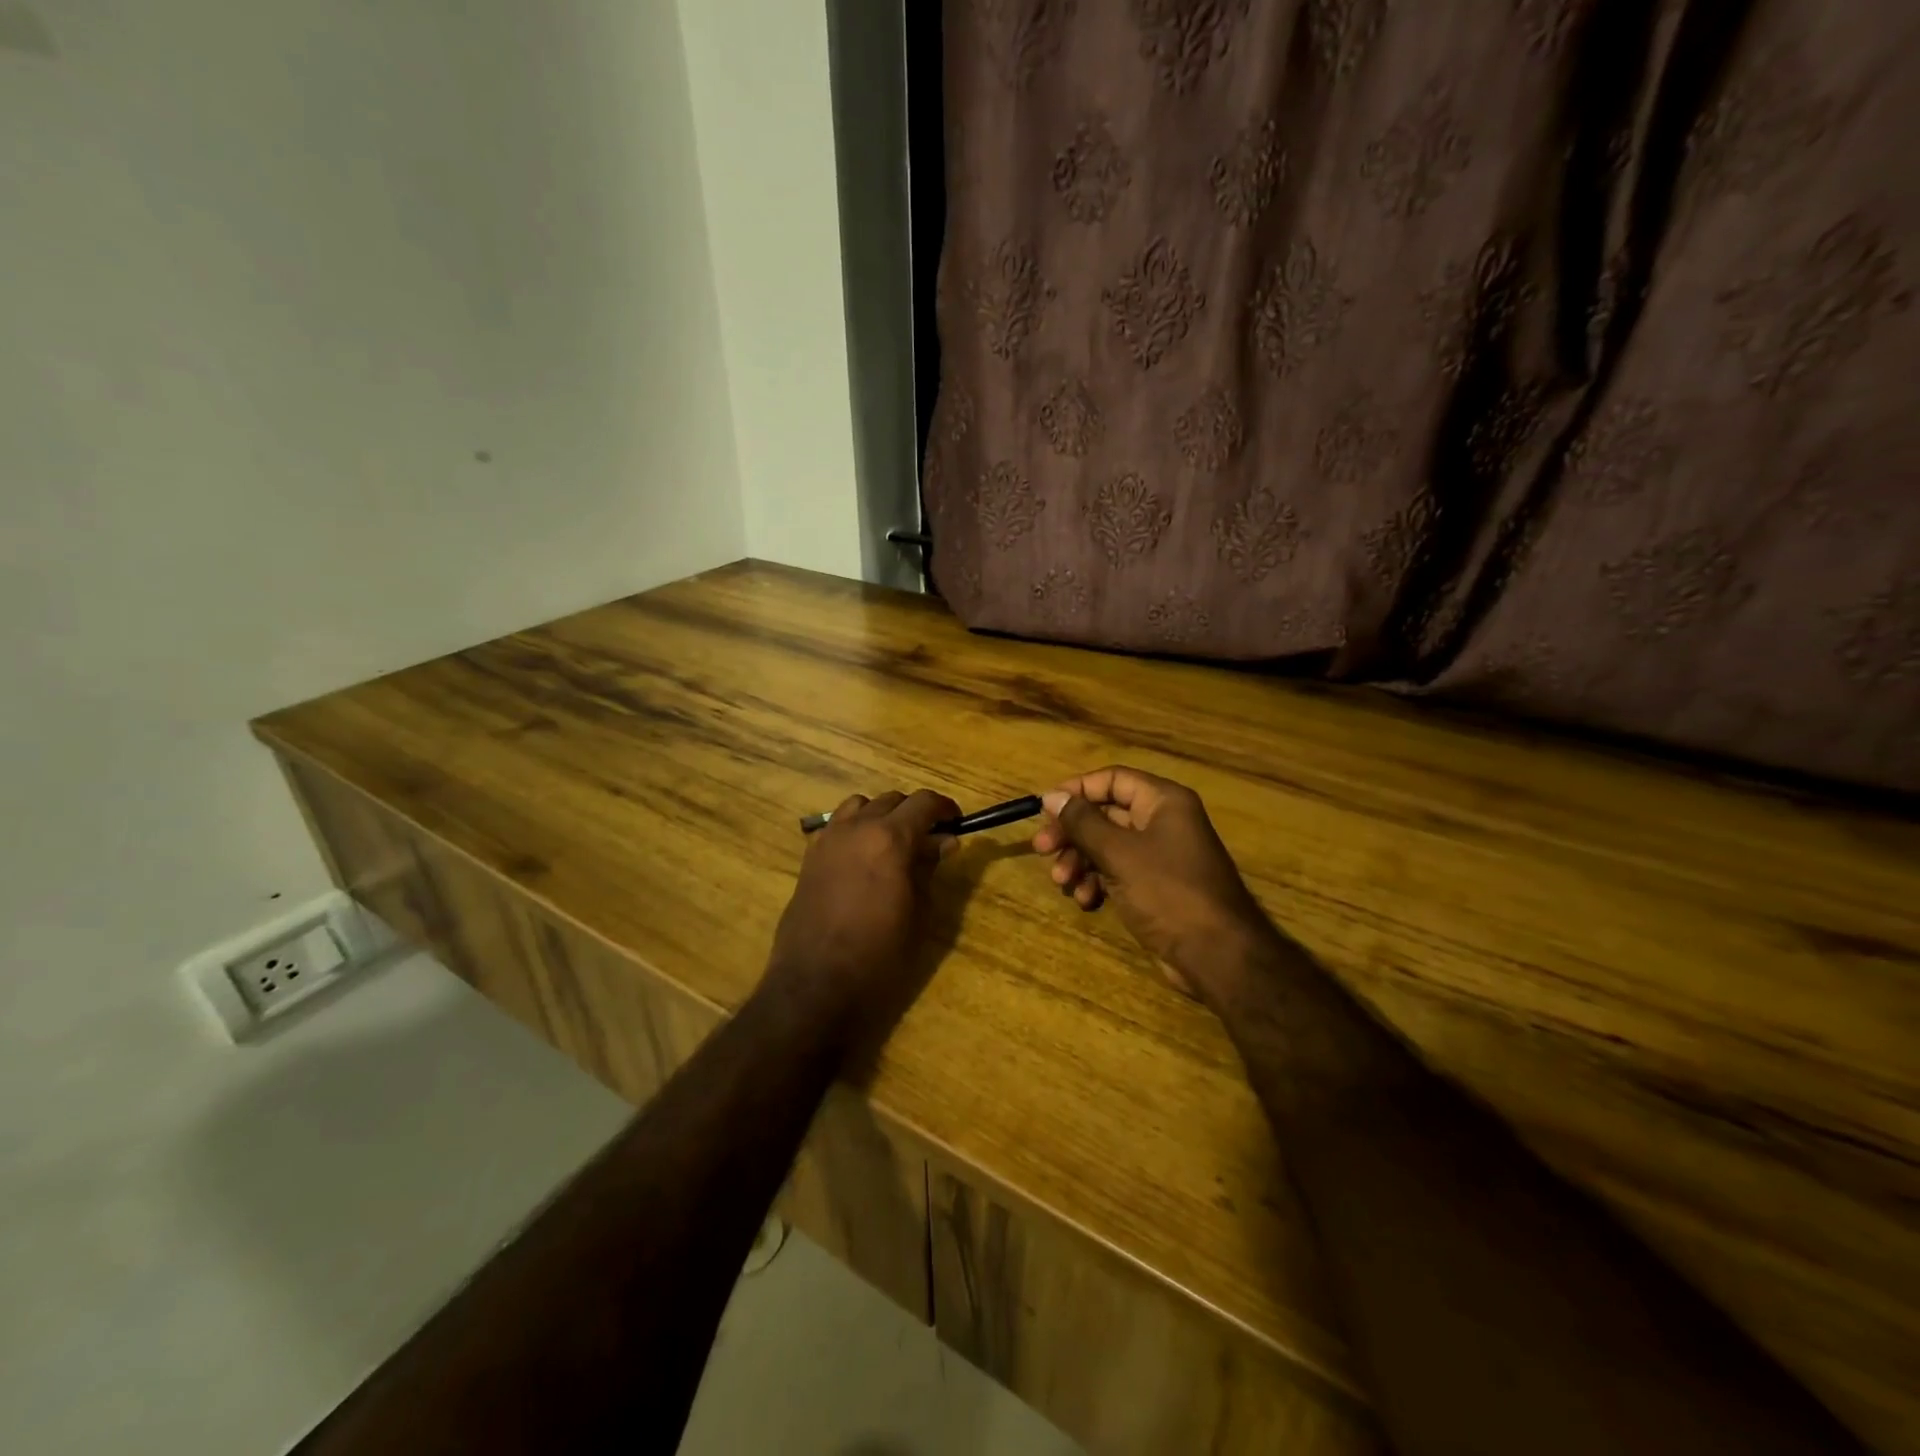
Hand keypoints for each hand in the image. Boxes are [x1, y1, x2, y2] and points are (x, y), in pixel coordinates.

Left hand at [764, 789, 959, 1048]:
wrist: (816, 984)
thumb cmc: (879, 955)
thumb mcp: (918, 913)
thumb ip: (929, 868)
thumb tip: (944, 842)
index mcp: (889, 838)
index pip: (923, 802)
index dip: (945, 808)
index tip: (957, 824)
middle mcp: (856, 828)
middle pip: (892, 800)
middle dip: (914, 813)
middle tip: (930, 840)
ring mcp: (828, 840)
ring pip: (859, 805)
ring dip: (881, 815)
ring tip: (893, 844)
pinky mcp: (809, 858)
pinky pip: (835, 826)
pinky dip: (854, 829)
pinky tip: (862, 858)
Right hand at [1033, 766, 1278, 1000]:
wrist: (1216, 955)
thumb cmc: (1168, 892)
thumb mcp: (1119, 853)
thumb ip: (1082, 822)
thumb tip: (1051, 796)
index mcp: (1163, 802)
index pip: (1112, 779)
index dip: (1077, 790)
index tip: (1044, 809)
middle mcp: (1163, 822)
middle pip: (1106, 814)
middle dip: (1072, 832)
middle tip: (1042, 849)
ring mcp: (1160, 856)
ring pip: (1107, 846)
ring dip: (1080, 860)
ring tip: (1062, 881)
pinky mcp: (1155, 886)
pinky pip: (1117, 872)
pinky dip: (1097, 881)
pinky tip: (1086, 900)